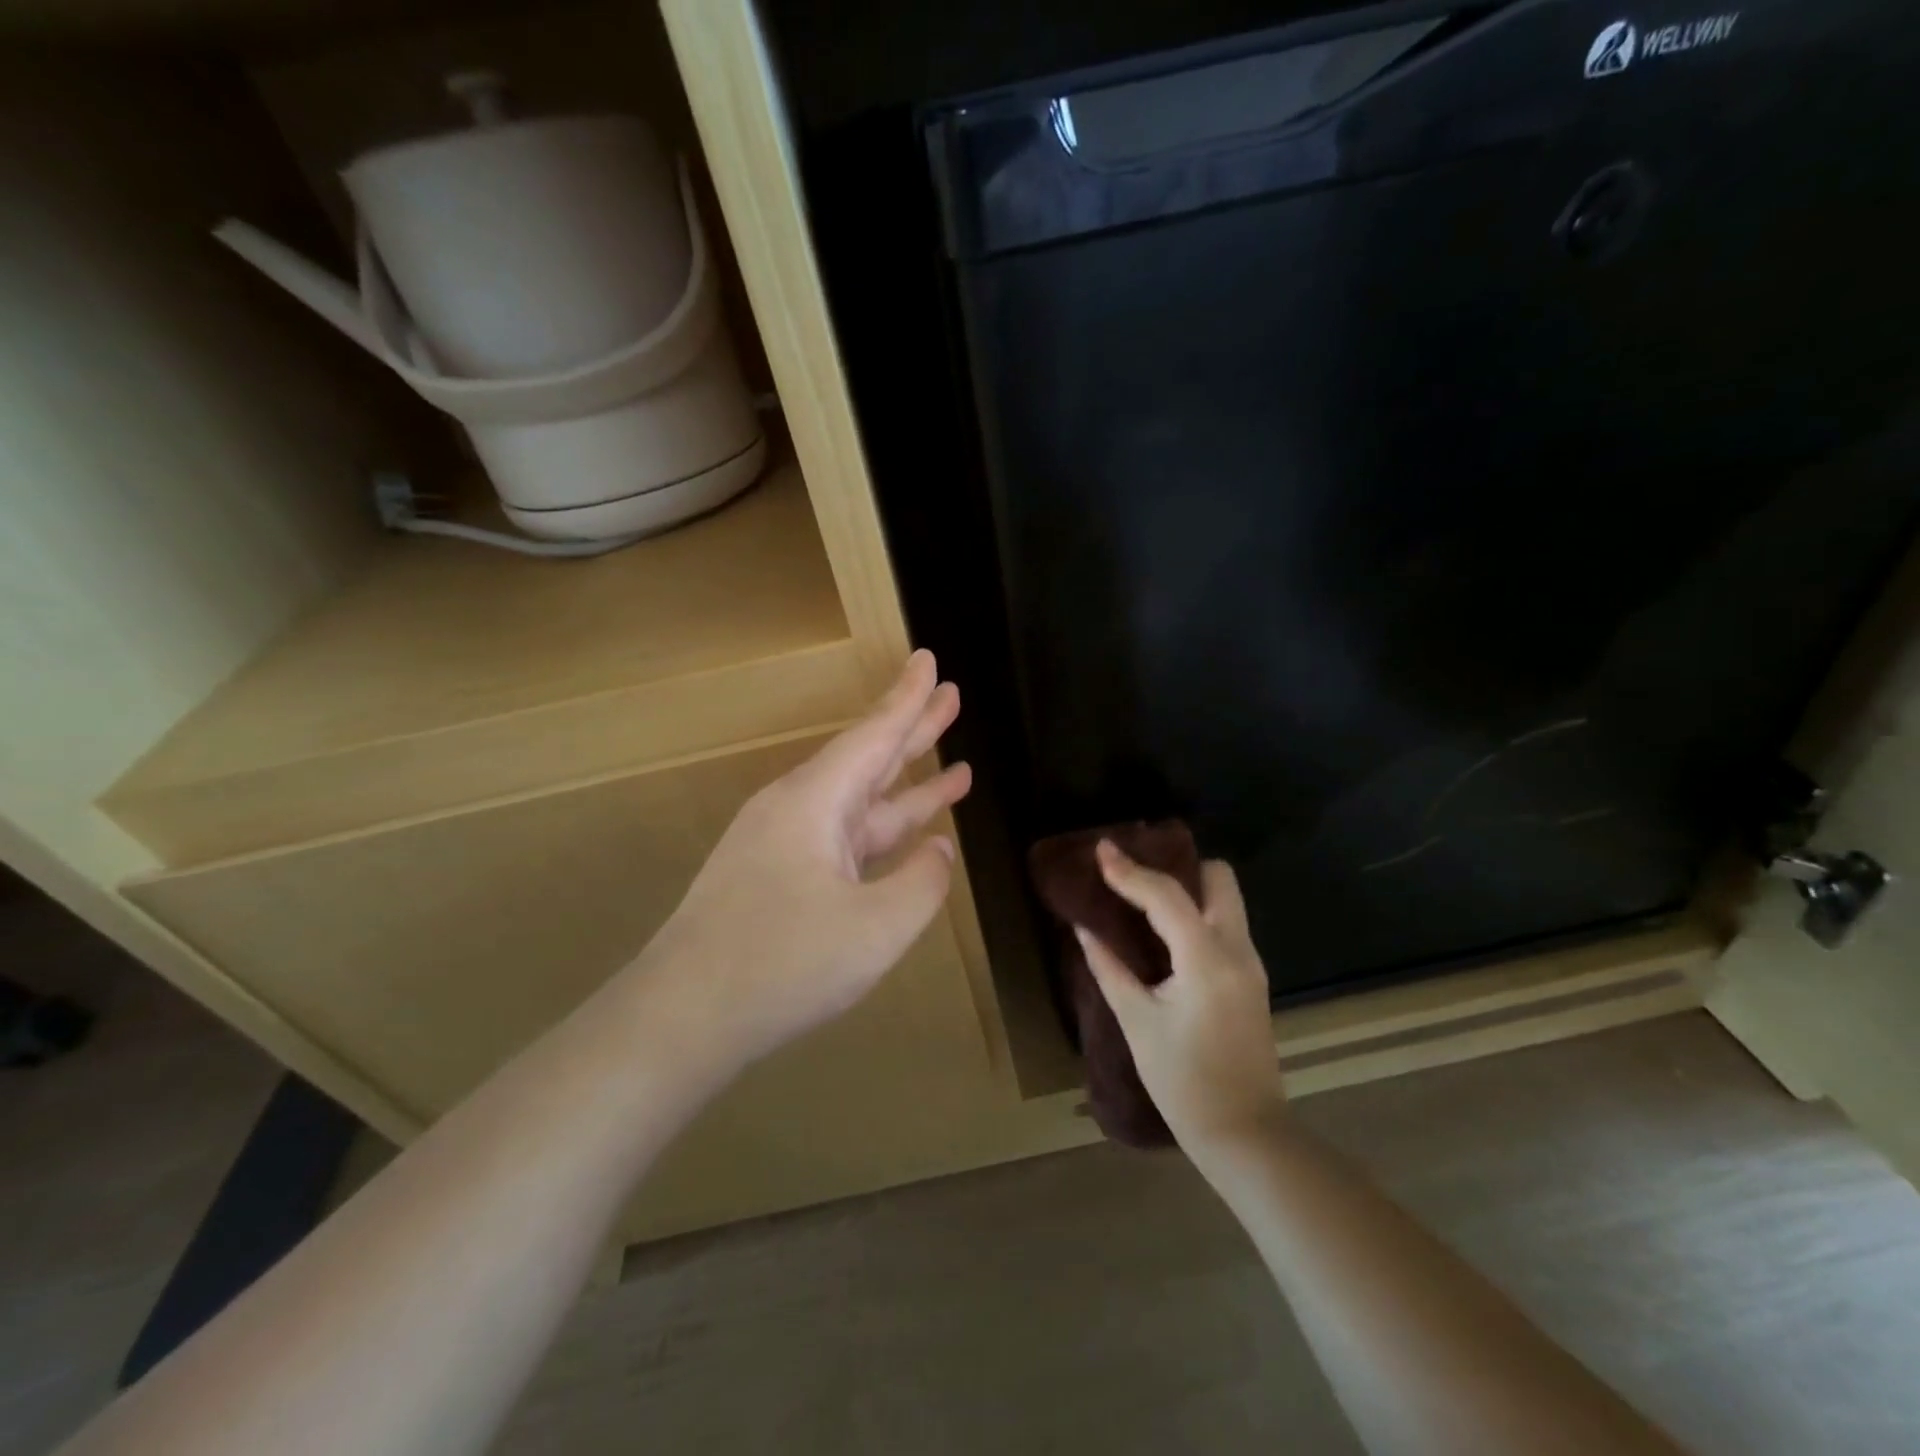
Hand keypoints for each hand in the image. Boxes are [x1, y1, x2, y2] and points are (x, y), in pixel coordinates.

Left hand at [634, 650, 971, 1070]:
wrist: (681, 1018)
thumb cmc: (781, 965)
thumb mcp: (876, 928)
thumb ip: (922, 883)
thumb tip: (940, 850)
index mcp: (814, 802)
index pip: (874, 735)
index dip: (909, 699)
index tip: (930, 660)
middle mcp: (797, 810)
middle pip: (867, 759)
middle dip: (913, 729)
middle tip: (953, 696)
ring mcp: (784, 845)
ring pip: (860, 804)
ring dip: (908, 787)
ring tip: (958, 769)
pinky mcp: (779, 878)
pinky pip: (845, 840)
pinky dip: (882, 832)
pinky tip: (910, 838)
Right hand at [1080, 842, 1286, 1152]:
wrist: (1245, 1133)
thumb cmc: (1183, 1082)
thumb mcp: (1137, 1021)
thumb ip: (1109, 967)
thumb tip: (1084, 928)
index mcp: (1206, 959)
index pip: (1166, 895)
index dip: (1129, 870)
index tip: (1102, 849)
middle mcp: (1237, 950)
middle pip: (1218, 879)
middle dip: (1178, 866)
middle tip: (1136, 874)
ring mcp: (1250, 963)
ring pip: (1226, 899)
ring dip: (1189, 887)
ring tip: (1143, 896)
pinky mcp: (1251, 978)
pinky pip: (1226, 924)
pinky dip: (1197, 912)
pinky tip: (1164, 930)